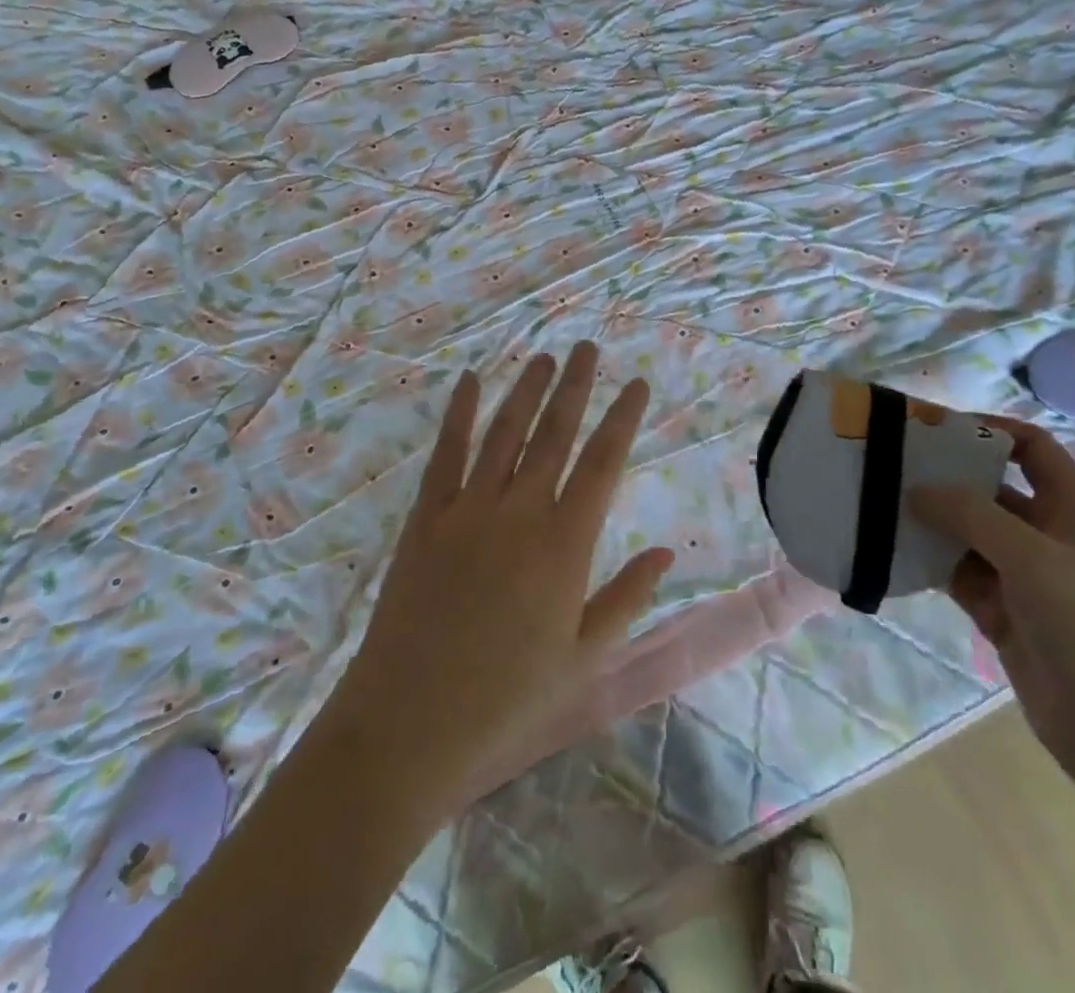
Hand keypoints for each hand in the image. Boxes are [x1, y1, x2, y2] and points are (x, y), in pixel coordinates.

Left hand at [332, 342, 673, 806]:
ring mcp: (468, 510)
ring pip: (504, 433)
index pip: (603, 463)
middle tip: (585, 347)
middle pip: (554, 433)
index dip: (621, 418)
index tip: (635, 384)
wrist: (409, 725)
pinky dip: (459, 413)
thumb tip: (665, 552)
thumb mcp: (583, 662)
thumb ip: (626, 599)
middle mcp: (519, 512)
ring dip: (525, 390)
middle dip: (574, 386)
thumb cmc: (507, 702)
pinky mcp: (426, 518)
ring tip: (542, 357)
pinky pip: (446, 453)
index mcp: (564, 545)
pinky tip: (468, 381)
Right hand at [909, 419, 1074, 800]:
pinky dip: (929, 562)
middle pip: (989, 488)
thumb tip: (917, 488)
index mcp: (1072, 508)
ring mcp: (1023, 576)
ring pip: (967, 532)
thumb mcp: (1034, 560)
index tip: (930, 427)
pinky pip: (957, 574)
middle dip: (944, 476)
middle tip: (887, 465)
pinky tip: (891, 552)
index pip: (1029, 447)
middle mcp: (1047, 534)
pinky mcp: (1002, 612)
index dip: (986, 430)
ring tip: (876, 505)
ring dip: (929, 521)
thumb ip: (972, 515)